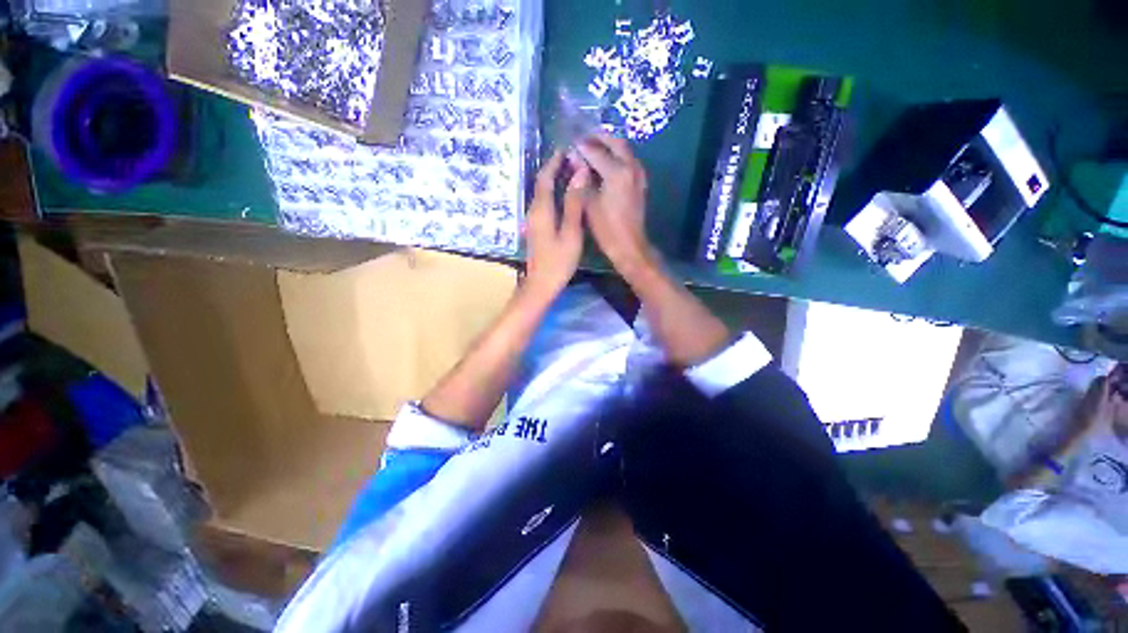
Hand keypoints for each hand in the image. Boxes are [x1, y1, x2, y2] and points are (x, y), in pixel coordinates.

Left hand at [523, 151, 589, 299]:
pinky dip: (553, 194)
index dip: (554, 162)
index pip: (545, 178)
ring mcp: (533, 221)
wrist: (541, 285)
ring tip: (570, 173)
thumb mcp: (570, 232)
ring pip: (541, 194)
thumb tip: (580, 174)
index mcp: (541, 209)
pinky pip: (543, 204)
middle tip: (571, 158)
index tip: (566, 149)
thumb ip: (574, 203)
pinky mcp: (536, 229)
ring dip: (553, 181)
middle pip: (540, 184)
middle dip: (553, 169)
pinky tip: (564, 196)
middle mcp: (533, 211)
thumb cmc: (558, 261)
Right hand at [575, 134, 655, 278]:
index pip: (596, 151)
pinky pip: (628, 160)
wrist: (629, 245)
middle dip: (599, 138)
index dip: (581, 146)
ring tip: (592, 147)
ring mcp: (638, 174)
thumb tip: (574, 158)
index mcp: (617, 172)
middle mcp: (631, 167)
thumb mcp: (589, 203)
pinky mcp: (640, 183)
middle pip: (615, 142)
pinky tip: (606, 162)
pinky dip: (617, 155)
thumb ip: (582, 178)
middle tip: (583, 139)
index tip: (569, 143)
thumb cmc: (606, 228)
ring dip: (609, 145)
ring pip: (624, 150)